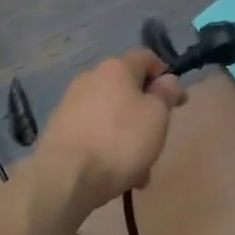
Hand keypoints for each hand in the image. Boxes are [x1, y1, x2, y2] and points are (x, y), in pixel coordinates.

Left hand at [37, 50, 185, 210]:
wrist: (65, 176)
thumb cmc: (120, 141)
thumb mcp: (157, 117)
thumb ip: (165, 95)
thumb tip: (167, 80)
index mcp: (116, 68)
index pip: (146, 58)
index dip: (165, 76)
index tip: (176, 102)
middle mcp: (91, 77)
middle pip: (127, 88)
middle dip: (145, 113)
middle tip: (157, 140)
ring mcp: (71, 102)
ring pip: (111, 114)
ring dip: (127, 134)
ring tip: (138, 170)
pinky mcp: (58, 128)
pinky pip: (92, 131)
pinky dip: (106, 145)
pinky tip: (114, 173)